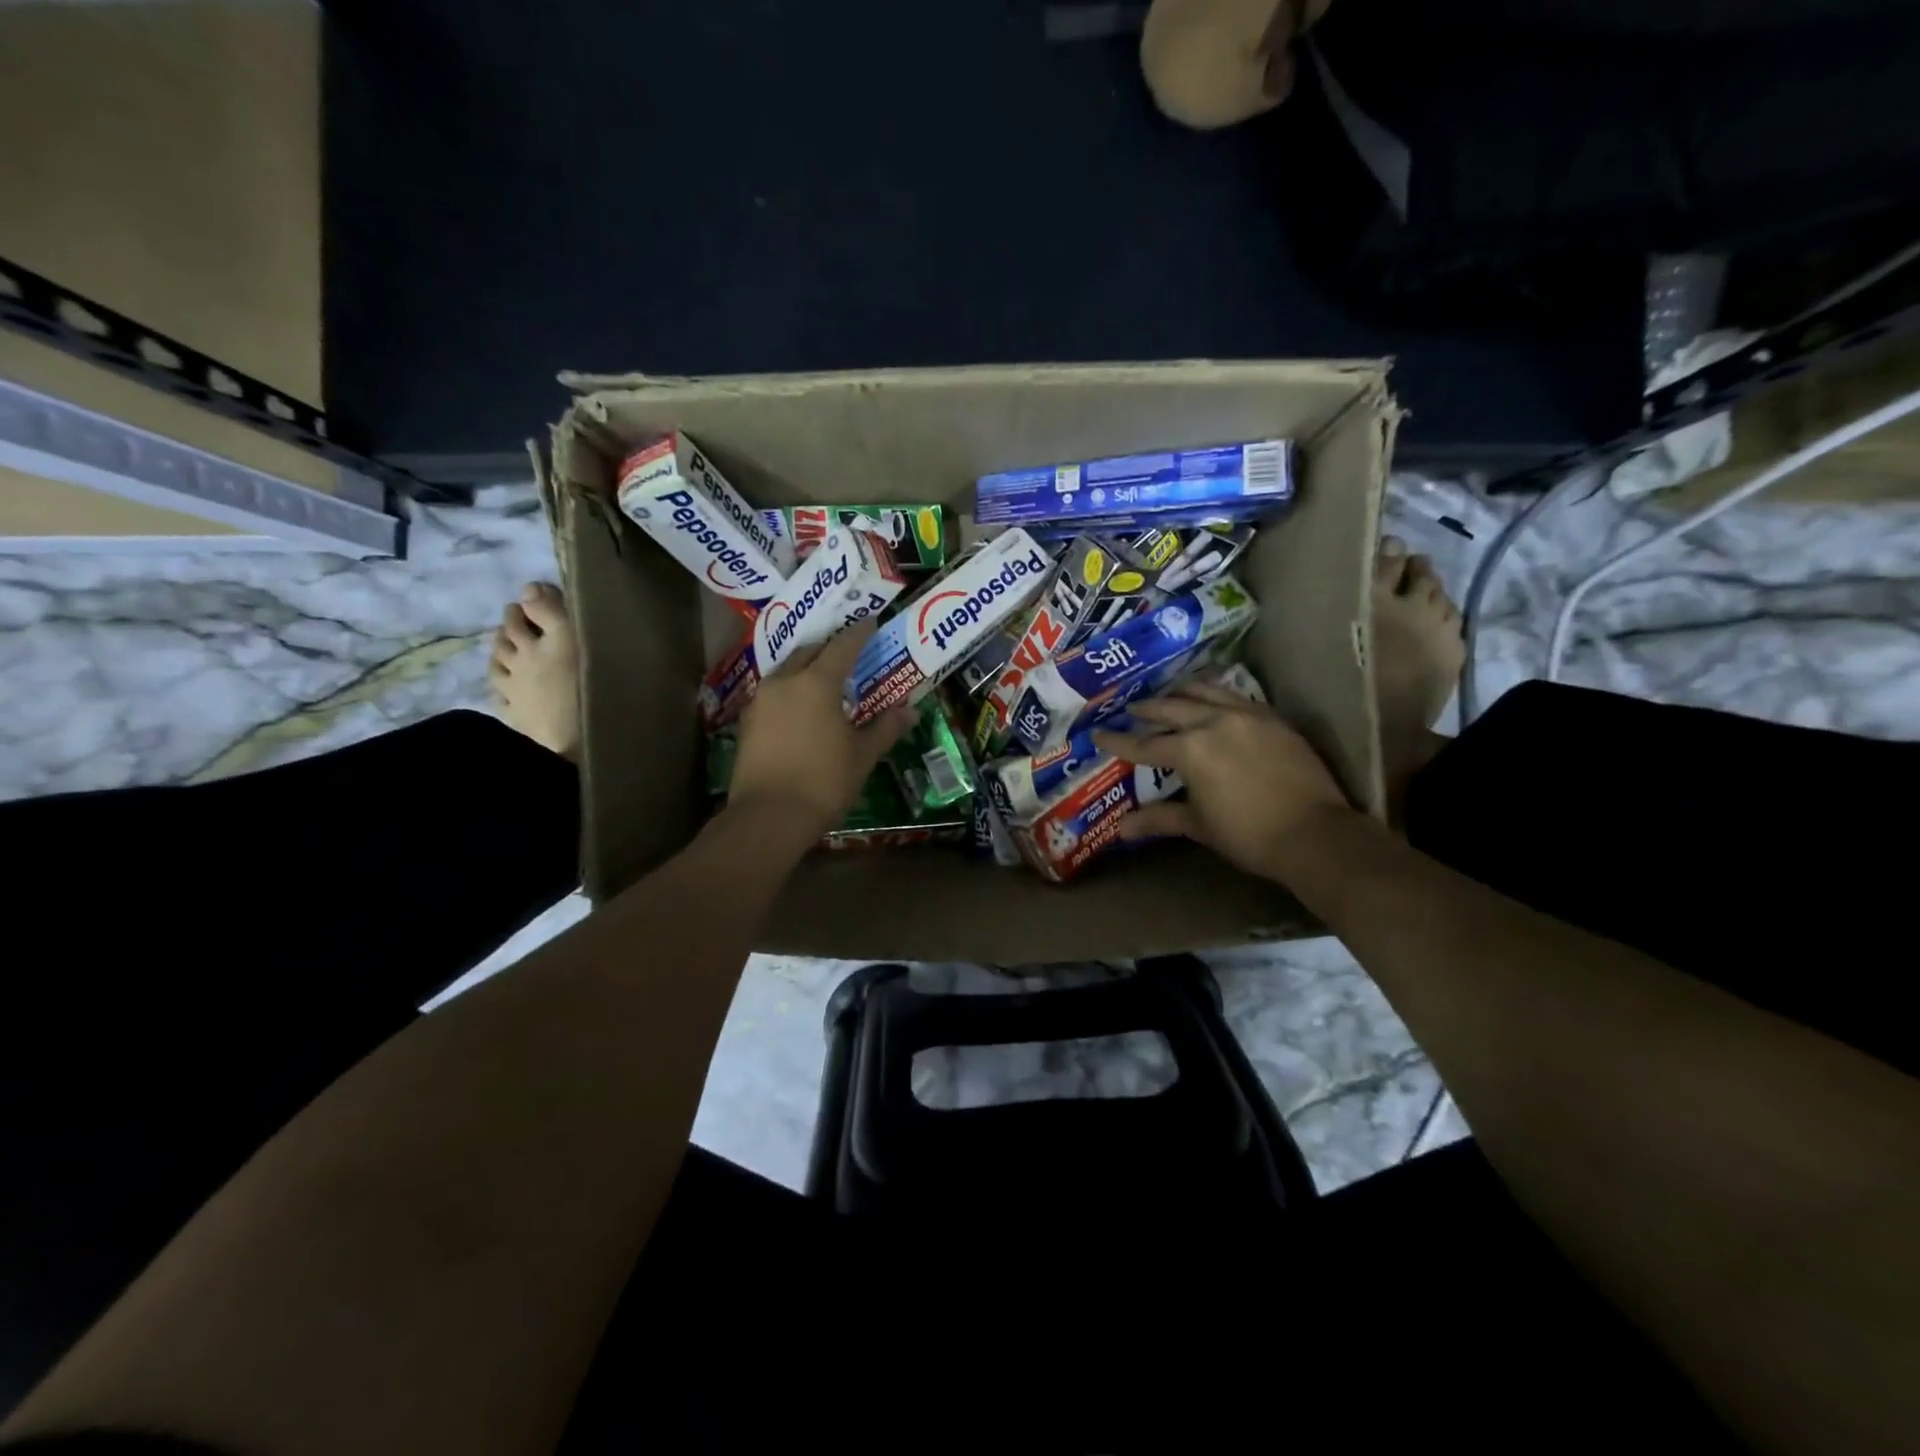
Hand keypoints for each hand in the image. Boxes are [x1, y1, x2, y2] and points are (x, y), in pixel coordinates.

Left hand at [730, 620, 912, 841]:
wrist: (768, 817)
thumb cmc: (823, 782)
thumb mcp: (862, 756)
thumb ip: (885, 728)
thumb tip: (909, 711)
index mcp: (816, 683)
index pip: (842, 646)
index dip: (859, 633)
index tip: (871, 623)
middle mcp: (785, 681)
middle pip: (809, 651)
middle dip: (830, 648)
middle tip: (849, 654)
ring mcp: (761, 700)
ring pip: (787, 670)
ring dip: (807, 668)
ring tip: (825, 681)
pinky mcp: (746, 722)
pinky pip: (773, 693)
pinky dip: (791, 691)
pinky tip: (801, 708)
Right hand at [1092, 680, 1354, 880]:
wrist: (1315, 834)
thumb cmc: (1248, 835)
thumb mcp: (1198, 825)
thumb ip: (1159, 818)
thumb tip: (1121, 829)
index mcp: (1189, 750)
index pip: (1143, 744)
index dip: (1117, 741)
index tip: (1097, 733)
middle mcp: (1213, 722)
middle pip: (1170, 709)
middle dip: (1147, 710)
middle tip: (1131, 710)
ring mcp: (1246, 716)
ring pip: (1204, 692)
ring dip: (1180, 693)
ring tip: (1168, 695)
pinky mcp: (1272, 718)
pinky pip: (1235, 697)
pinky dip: (1215, 695)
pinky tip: (1212, 700)